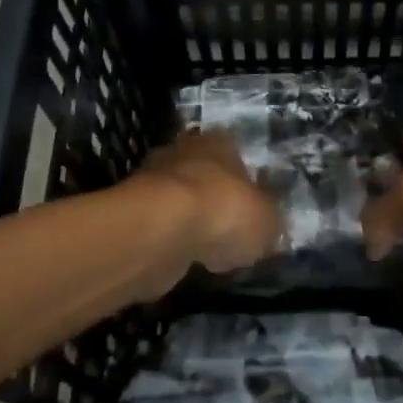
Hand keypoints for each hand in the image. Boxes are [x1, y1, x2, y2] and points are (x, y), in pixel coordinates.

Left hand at [134, 131, 280, 283]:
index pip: (237, 155)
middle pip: (205, 175)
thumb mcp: (268, 221)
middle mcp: (184, 152)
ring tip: (207, 251)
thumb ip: (269, 222)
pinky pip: (162, 225)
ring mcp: (153, 180)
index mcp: (220, 142)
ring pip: (180, 200)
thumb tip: (268, 227)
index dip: (246, 185)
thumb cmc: (225, 211)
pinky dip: (171, 241)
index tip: (251, 212)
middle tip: (228, 232)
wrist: (162, 230)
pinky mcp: (133, 212)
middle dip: (214, 200)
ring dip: (190, 222)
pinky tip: (183, 260)